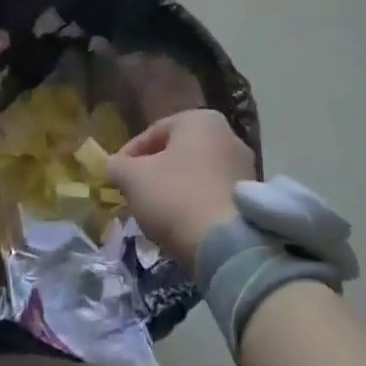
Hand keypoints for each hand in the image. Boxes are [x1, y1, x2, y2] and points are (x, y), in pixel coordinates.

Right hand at [106, 108, 254, 272]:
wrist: (227, 245)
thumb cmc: (175, 196)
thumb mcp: (132, 178)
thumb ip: (117, 166)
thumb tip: (114, 166)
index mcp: (200, 120)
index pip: (153, 132)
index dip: (129, 155)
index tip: (116, 176)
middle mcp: (228, 135)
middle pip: (177, 152)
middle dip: (154, 171)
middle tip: (134, 193)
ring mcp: (245, 167)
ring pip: (196, 174)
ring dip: (174, 189)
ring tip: (155, 213)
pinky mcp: (251, 199)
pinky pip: (212, 194)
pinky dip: (194, 205)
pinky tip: (181, 224)